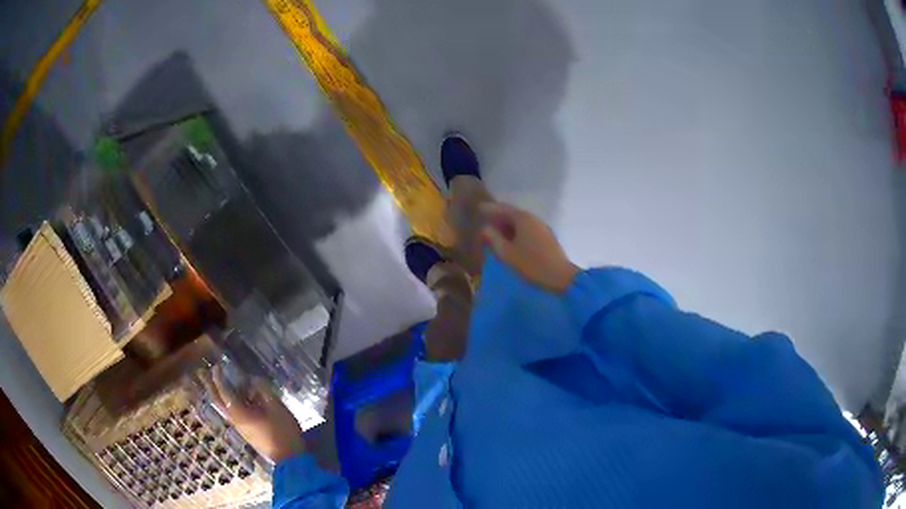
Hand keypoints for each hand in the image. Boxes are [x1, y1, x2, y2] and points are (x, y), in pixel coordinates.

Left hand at [203, 365, 304, 462]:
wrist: (289, 457)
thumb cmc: (282, 431)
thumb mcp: (277, 408)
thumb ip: (264, 391)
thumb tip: (253, 380)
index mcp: (240, 413)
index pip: (225, 392)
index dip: (219, 378)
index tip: (217, 366)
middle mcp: (236, 420)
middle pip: (218, 402)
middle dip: (210, 386)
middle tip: (202, 373)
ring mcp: (240, 427)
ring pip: (224, 408)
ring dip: (219, 394)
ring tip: (220, 383)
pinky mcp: (247, 432)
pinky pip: (233, 413)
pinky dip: (231, 402)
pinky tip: (241, 399)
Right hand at [479, 202, 579, 293]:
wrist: (560, 277)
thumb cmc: (531, 264)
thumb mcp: (507, 253)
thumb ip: (493, 239)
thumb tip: (485, 228)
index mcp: (523, 219)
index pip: (503, 208)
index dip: (490, 208)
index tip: (479, 208)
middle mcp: (533, 219)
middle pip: (513, 213)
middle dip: (499, 216)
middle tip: (485, 219)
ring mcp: (542, 227)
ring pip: (521, 222)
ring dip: (508, 225)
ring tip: (496, 231)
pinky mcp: (547, 237)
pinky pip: (527, 229)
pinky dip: (516, 231)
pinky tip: (511, 239)